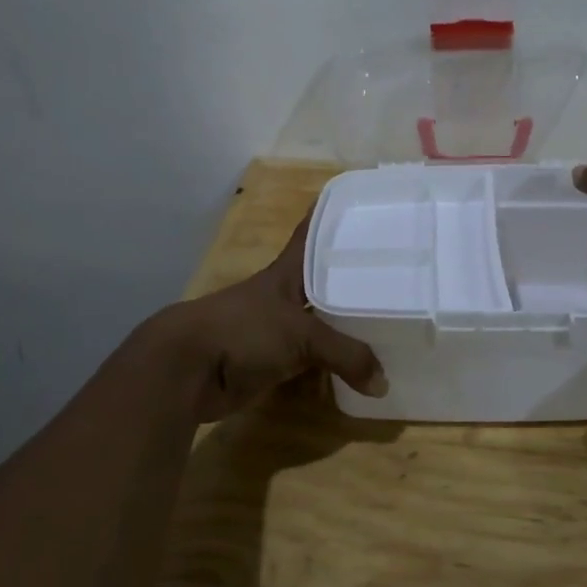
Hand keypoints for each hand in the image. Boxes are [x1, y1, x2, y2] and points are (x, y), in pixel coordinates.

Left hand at [139, 218, 386, 424]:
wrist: (188, 370)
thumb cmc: (244, 330)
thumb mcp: (302, 335)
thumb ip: (346, 355)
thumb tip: (384, 384)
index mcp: (289, 271)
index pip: (313, 231)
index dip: (332, 214)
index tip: (363, 202)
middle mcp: (286, 295)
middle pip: (325, 279)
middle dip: (354, 276)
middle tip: (398, 271)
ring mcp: (278, 329)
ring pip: (322, 321)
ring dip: (347, 324)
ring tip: (390, 321)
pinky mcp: (274, 361)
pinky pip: (313, 361)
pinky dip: (334, 366)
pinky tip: (362, 370)